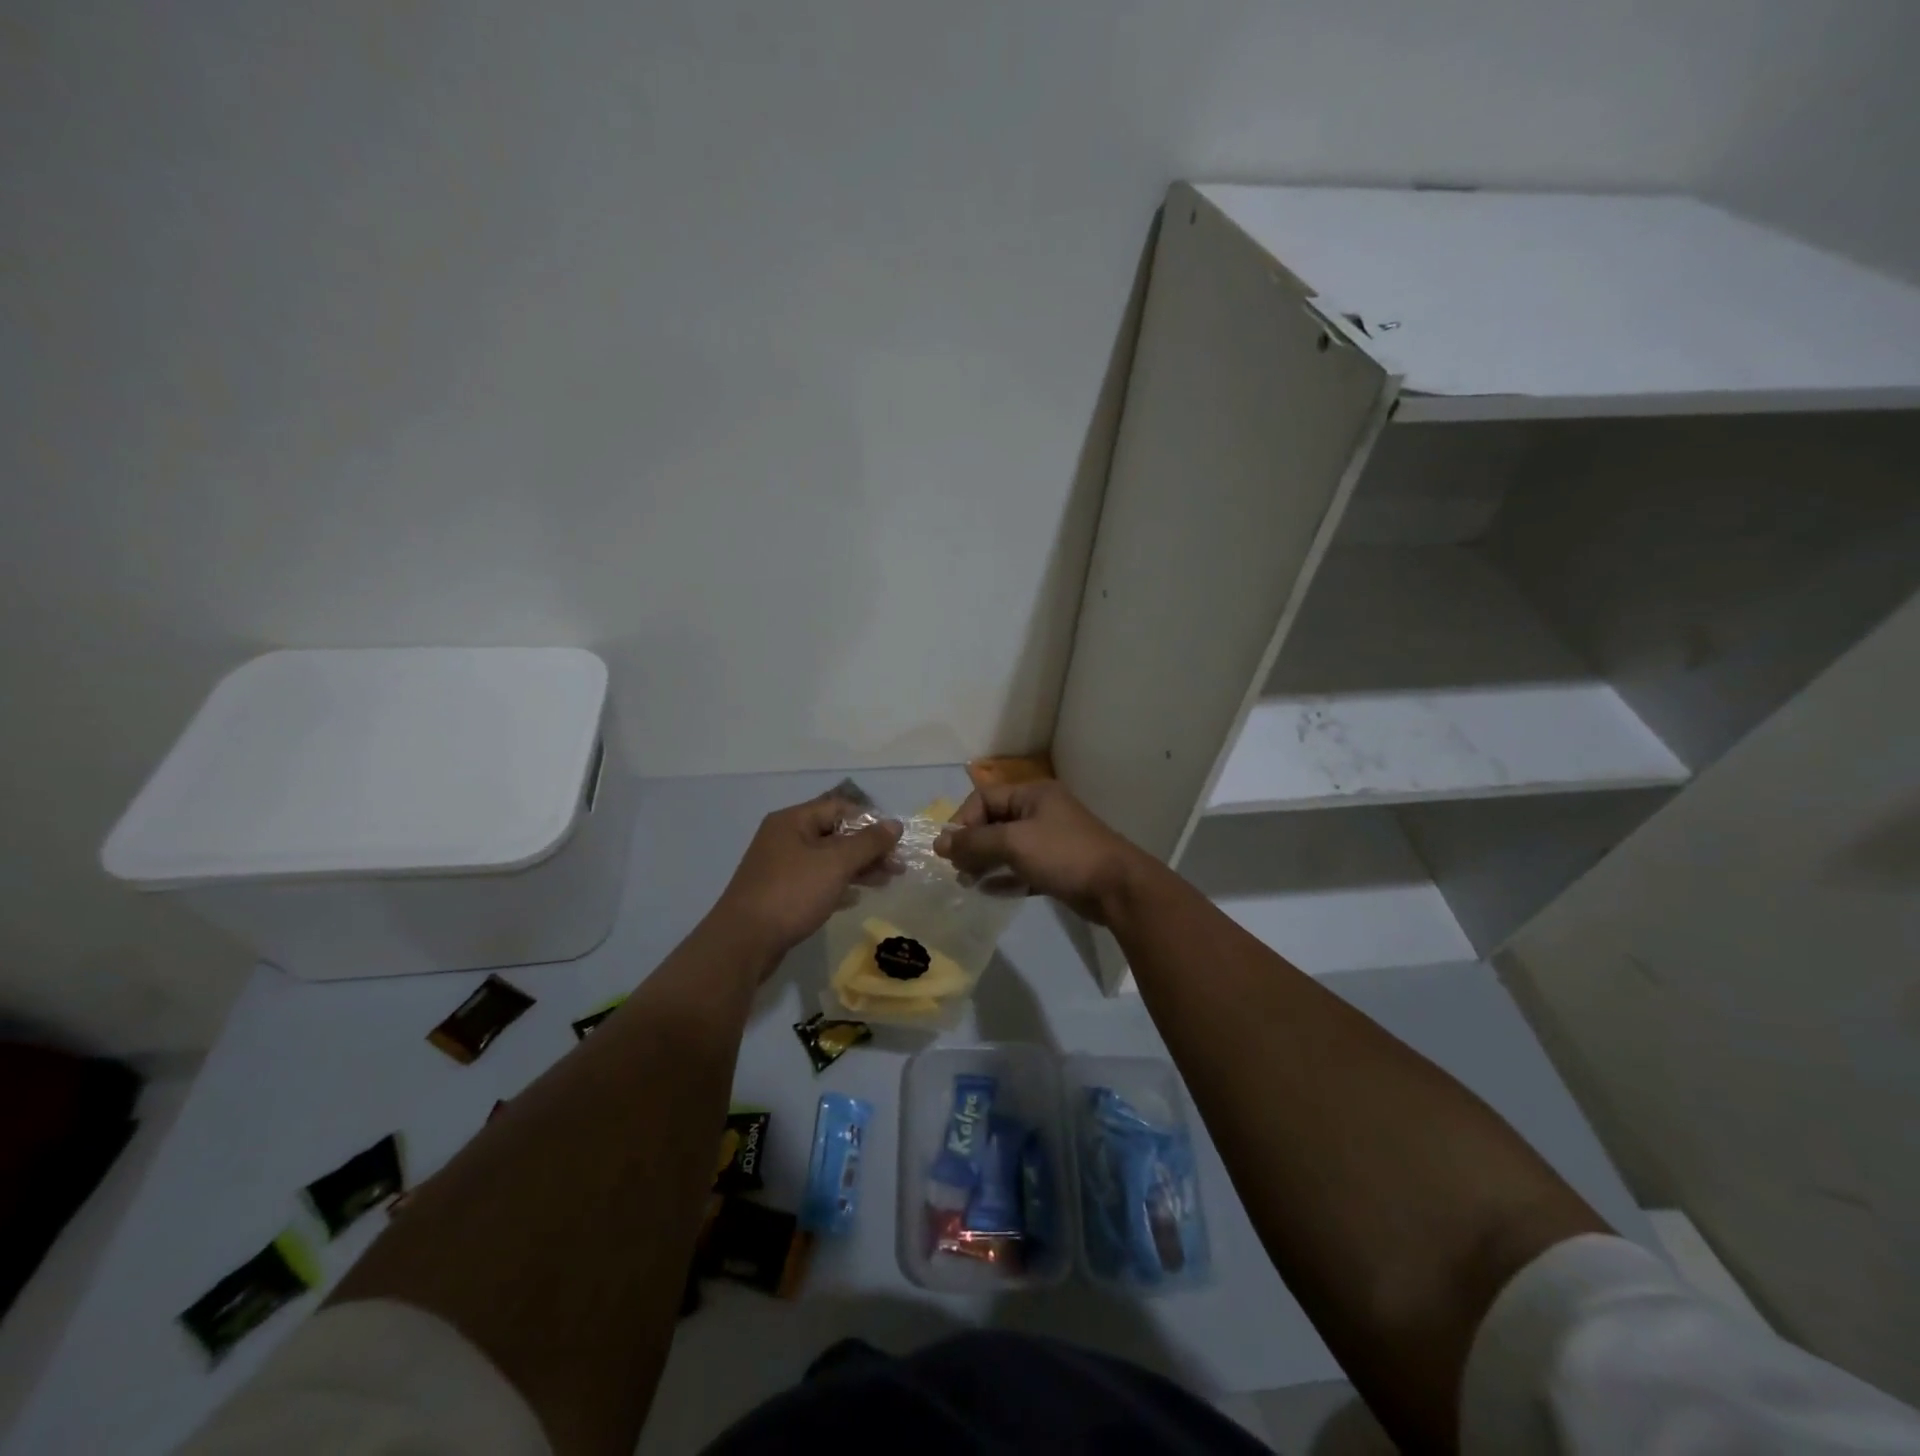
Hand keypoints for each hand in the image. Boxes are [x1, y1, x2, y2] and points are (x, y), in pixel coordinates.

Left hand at [712, 794, 901, 963]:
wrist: (743, 943)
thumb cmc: (792, 893)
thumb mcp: (836, 863)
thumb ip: (868, 843)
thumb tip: (895, 824)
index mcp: (793, 821)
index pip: (839, 807)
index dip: (870, 821)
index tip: (895, 841)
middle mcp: (784, 838)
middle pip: (835, 834)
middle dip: (868, 849)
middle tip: (898, 867)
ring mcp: (780, 867)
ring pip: (827, 860)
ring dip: (857, 868)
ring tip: (886, 882)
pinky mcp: (780, 893)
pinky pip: (816, 881)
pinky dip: (838, 885)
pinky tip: (855, 899)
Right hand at [934, 780, 1150, 924]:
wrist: (1117, 888)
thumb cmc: (1063, 855)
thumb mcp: (1014, 843)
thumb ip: (974, 842)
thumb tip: (939, 843)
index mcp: (1032, 794)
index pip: (984, 798)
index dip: (962, 821)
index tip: (949, 851)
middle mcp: (1040, 811)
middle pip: (994, 822)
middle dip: (972, 844)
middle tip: (957, 870)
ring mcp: (1050, 839)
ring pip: (1006, 847)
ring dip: (984, 862)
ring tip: (967, 883)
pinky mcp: (1056, 866)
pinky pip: (1021, 867)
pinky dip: (1004, 877)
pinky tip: (988, 892)